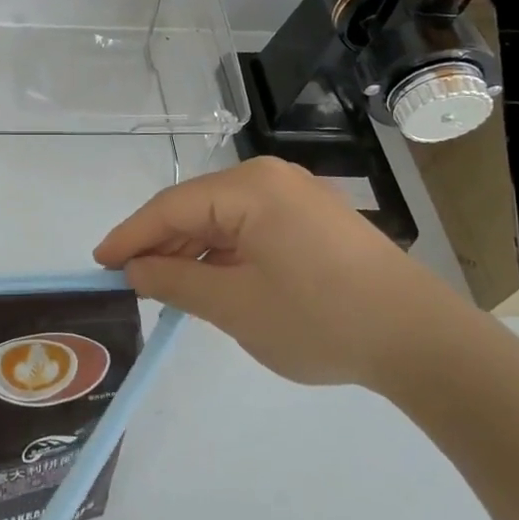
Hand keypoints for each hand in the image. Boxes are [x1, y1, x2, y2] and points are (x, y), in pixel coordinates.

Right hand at [93, 157, 473, 389]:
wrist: (420, 340)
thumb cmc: (319, 319)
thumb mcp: (235, 306)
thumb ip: (176, 282)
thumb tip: (135, 270)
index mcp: (249, 188)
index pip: (171, 207)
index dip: (131, 236)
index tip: (98, 263)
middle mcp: (270, 179)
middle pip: (196, 207)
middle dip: (161, 243)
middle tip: (128, 279)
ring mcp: (296, 197)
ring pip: (223, 218)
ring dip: (193, 251)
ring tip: (165, 287)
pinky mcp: (314, 219)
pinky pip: (251, 228)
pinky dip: (225, 253)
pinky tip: (212, 281)